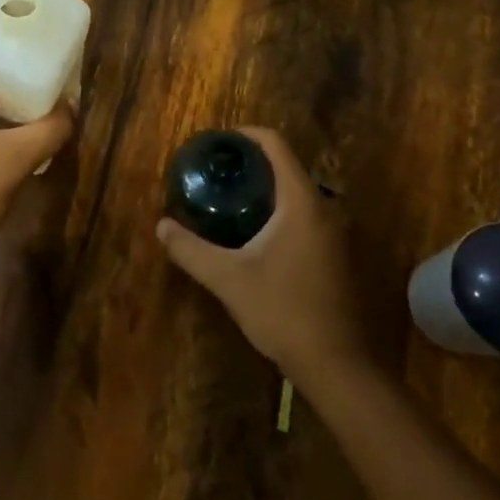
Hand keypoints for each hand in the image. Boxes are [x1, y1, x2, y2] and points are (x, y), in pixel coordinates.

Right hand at [155, 127, 367, 379]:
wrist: (337, 365)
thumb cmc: (282, 312)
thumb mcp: (228, 279)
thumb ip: (191, 250)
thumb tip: (161, 226)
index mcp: (301, 202)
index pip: (276, 146)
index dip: (247, 135)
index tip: (220, 141)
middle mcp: (325, 208)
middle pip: (287, 167)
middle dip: (253, 163)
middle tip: (218, 171)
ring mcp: (336, 232)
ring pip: (298, 193)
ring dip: (267, 189)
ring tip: (231, 198)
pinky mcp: (338, 254)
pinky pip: (307, 214)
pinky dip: (281, 210)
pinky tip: (257, 233)